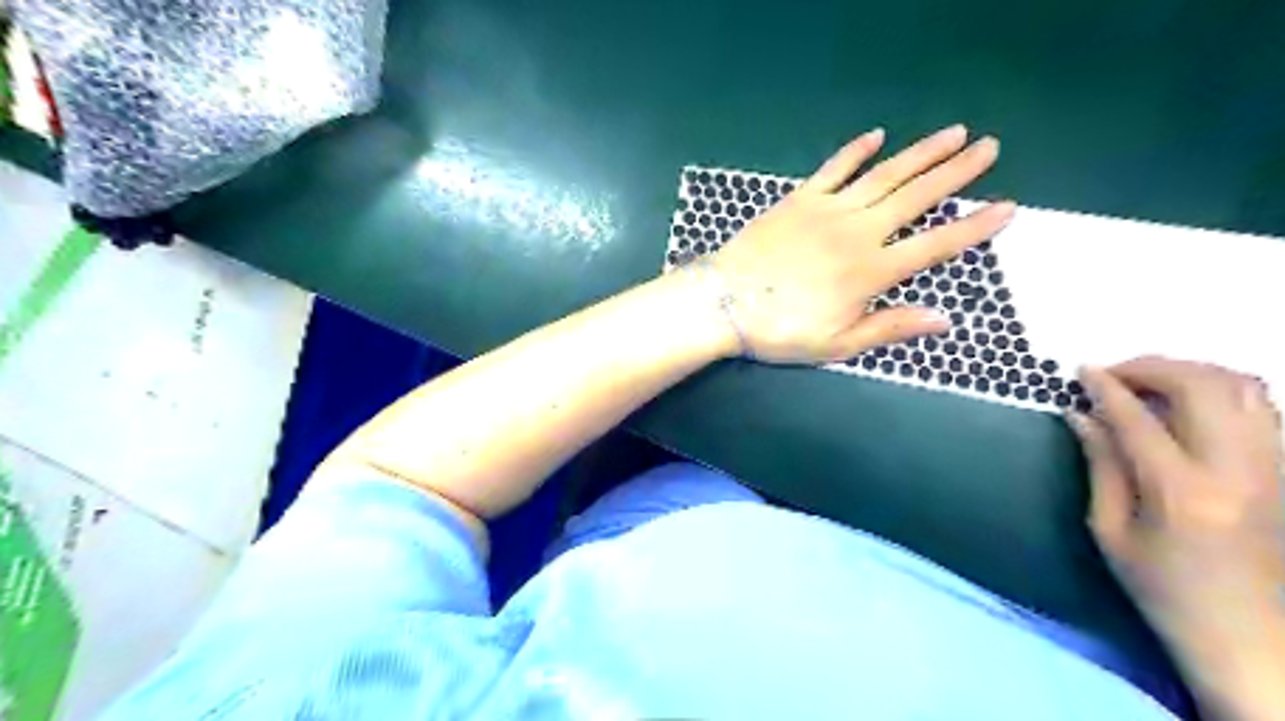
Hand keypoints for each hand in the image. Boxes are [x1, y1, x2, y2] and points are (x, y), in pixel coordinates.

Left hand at [713, 124, 1012, 366]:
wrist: (724, 303)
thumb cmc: (781, 330)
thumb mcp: (838, 344)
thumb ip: (890, 327)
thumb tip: (944, 319)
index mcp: (871, 271)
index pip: (935, 246)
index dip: (973, 227)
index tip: (1006, 207)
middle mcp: (858, 233)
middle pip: (917, 197)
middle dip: (956, 172)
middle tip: (989, 147)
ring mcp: (828, 210)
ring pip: (884, 176)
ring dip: (920, 154)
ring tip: (953, 134)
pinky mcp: (799, 200)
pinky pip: (833, 169)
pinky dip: (855, 151)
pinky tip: (876, 136)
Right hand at [1070, 359, 1279, 654]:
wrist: (1256, 641)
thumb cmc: (1167, 591)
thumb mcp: (1112, 532)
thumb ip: (1101, 465)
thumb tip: (1081, 416)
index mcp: (1181, 492)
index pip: (1137, 418)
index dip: (1105, 387)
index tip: (1081, 371)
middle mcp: (1238, 470)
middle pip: (1200, 386)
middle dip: (1151, 367)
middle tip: (1116, 374)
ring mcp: (1276, 468)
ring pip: (1242, 386)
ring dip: (1190, 371)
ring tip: (1151, 382)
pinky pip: (1263, 407)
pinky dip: (1222, 389)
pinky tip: (1191, 402)